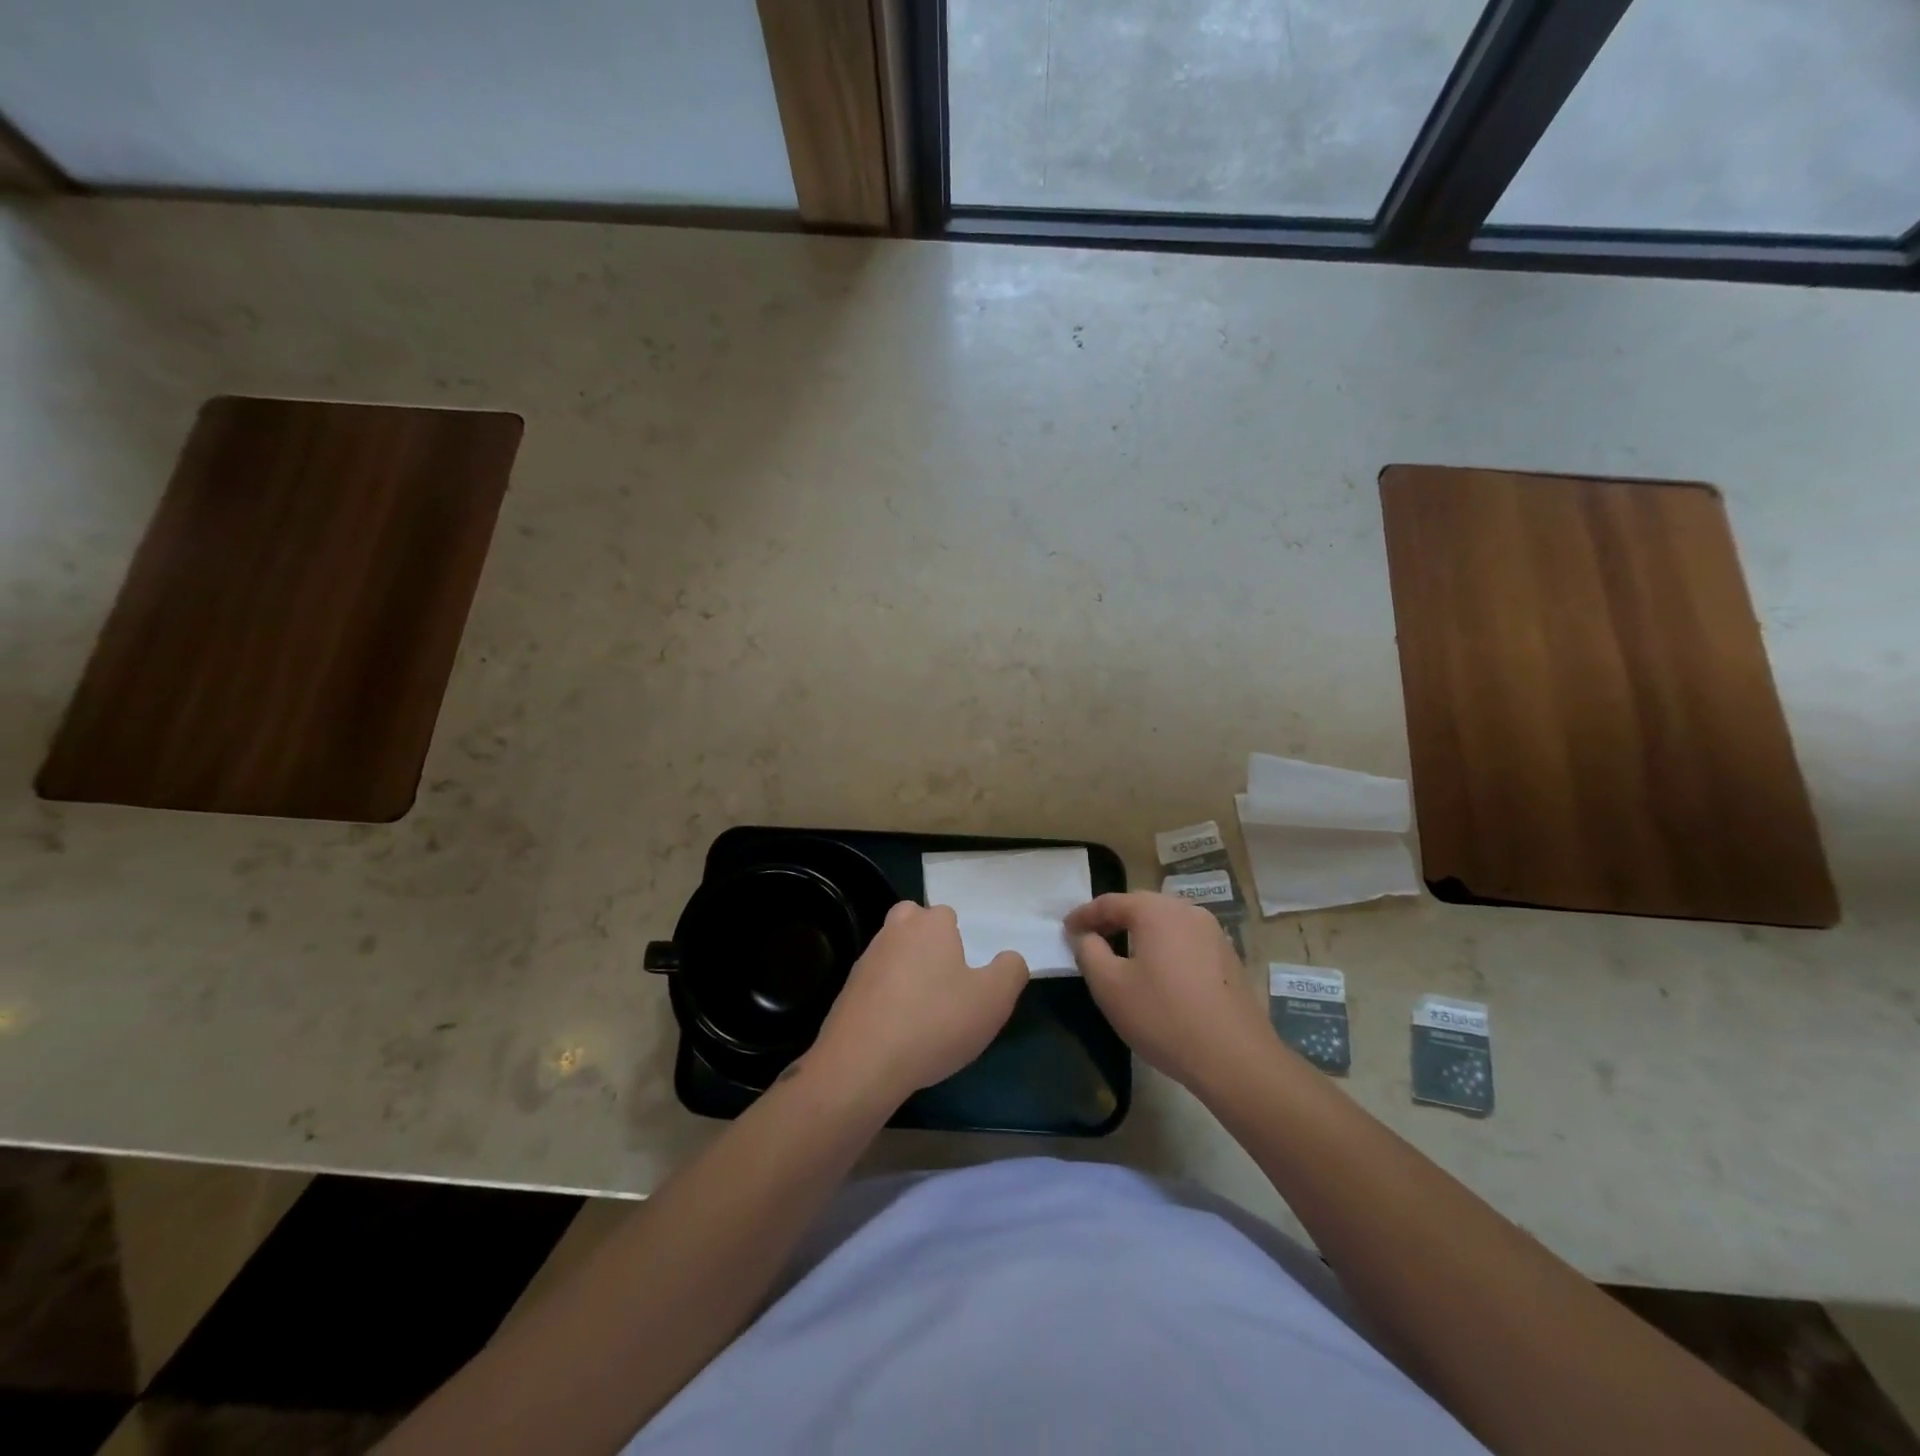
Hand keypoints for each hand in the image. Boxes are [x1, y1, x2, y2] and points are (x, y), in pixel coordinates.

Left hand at [808, 901, 1027, 1105]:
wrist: (862, 1063)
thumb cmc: (935, 1022)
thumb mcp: (993, 1000)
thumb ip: (1010, 971)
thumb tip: (1009, 959)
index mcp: (930, 924)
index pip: (947, 915)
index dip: (959, 941)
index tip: (968, 975)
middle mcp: (894, 932)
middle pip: (913, 924)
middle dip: (926, 943)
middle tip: (945, 981)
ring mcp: (865, 961)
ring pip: (892, 954)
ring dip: (906, 973)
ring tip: (924, 1013)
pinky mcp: (847, 992)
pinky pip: (875, 986)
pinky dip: (887, 1000)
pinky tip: (899, 1031)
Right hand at [1067, 892, 1277, 1092]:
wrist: (1234, 1058)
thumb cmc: (1163, 1017)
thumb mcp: (1110, 986)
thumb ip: (1089, 952)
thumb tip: (1085, 936)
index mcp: (1157, 911)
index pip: (1110, 902)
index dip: (1083, 915)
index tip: (1065, 929)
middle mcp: (1188, 911)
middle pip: (1141, 907)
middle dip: (1113, 920)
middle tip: (1090, 939)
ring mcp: (1214, 934)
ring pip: (1166, 924)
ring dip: (1140, 934)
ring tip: (1121, 956)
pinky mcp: (1228, 958)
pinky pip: (1185, 942)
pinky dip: (1164, 948)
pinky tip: (1157, 974)